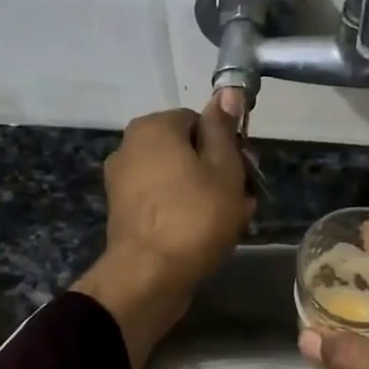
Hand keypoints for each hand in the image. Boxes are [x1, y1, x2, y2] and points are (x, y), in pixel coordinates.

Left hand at [72, 100, 253, 368]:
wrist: (149, 277)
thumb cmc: (195, 217)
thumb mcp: (224, 168)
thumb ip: (223, 129)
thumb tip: (225, 92)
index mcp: (152, 127)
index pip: (200, 120)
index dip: (228, 145)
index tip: (246, 173)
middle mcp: (129, 147)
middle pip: (187, 150)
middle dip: (217, 173)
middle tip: (243, 201)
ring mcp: (122, 183)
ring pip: (177, 179)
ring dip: (205, 195)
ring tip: (230, 224)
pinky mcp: (123, 214)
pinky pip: (163, 203)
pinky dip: (183, 213)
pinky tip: (204, 236)